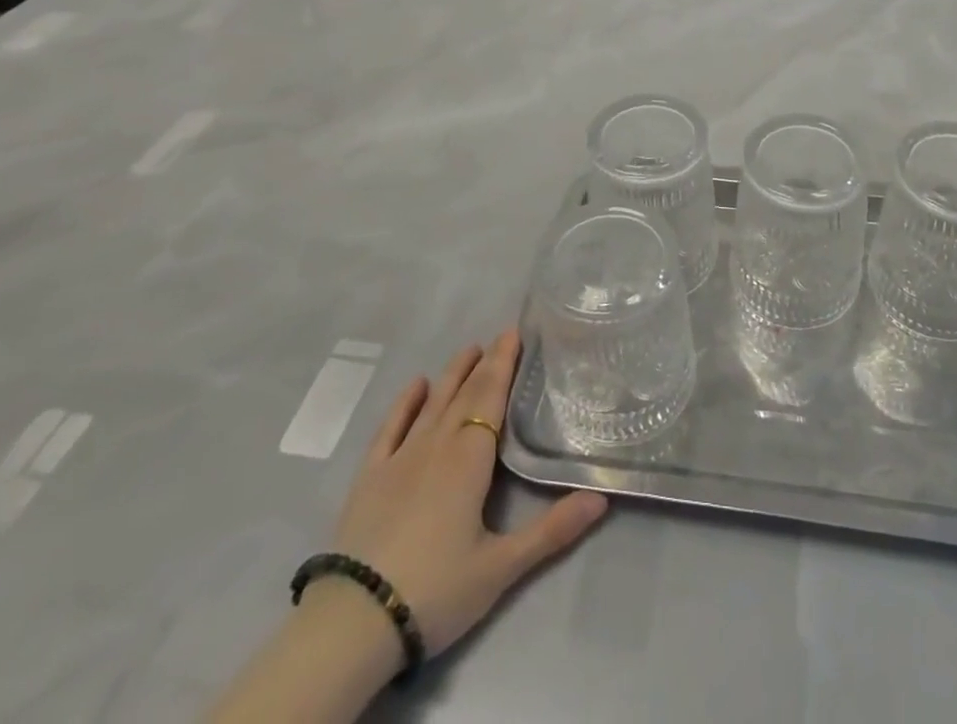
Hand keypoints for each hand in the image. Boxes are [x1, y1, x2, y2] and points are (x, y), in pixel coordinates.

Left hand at [328, 329, 607, 658]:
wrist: (354, 622)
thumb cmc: (436, 590)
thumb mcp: (501, 567)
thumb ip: (552, 530)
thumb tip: (602, 496)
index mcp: (469, 459)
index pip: (491, 398)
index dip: (504, 365)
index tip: (514, 333)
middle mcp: (437, 445)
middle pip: (465, 395)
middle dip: (485, 364)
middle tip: (500, 336)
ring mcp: (400, 458)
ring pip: (432, 403)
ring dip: (452, 374)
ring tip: (469, 349)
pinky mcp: (370, 477)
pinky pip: (391, 428)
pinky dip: (405, 403)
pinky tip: (416, 385)